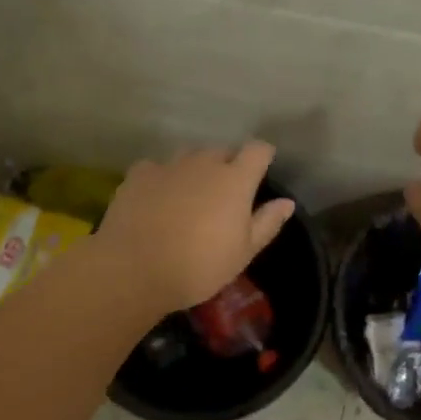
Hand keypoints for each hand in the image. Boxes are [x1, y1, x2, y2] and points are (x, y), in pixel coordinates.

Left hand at [93, 143, 296, 314]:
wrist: (134, 269)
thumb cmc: (198, 266)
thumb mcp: (243, 253)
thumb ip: (267, 223)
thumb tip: (286, 202)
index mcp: (235, 180)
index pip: (258, 150)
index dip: (263, 155)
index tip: (263, 168)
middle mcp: (204, 163)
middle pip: (222, 151)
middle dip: (228, 164)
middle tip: (224, 192)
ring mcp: (169, 165)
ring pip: (189, 155)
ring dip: (195, 167)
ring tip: (190, 193)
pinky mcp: (139, 174)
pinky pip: (157, 166)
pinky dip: (162, 177)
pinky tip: (157, 197)